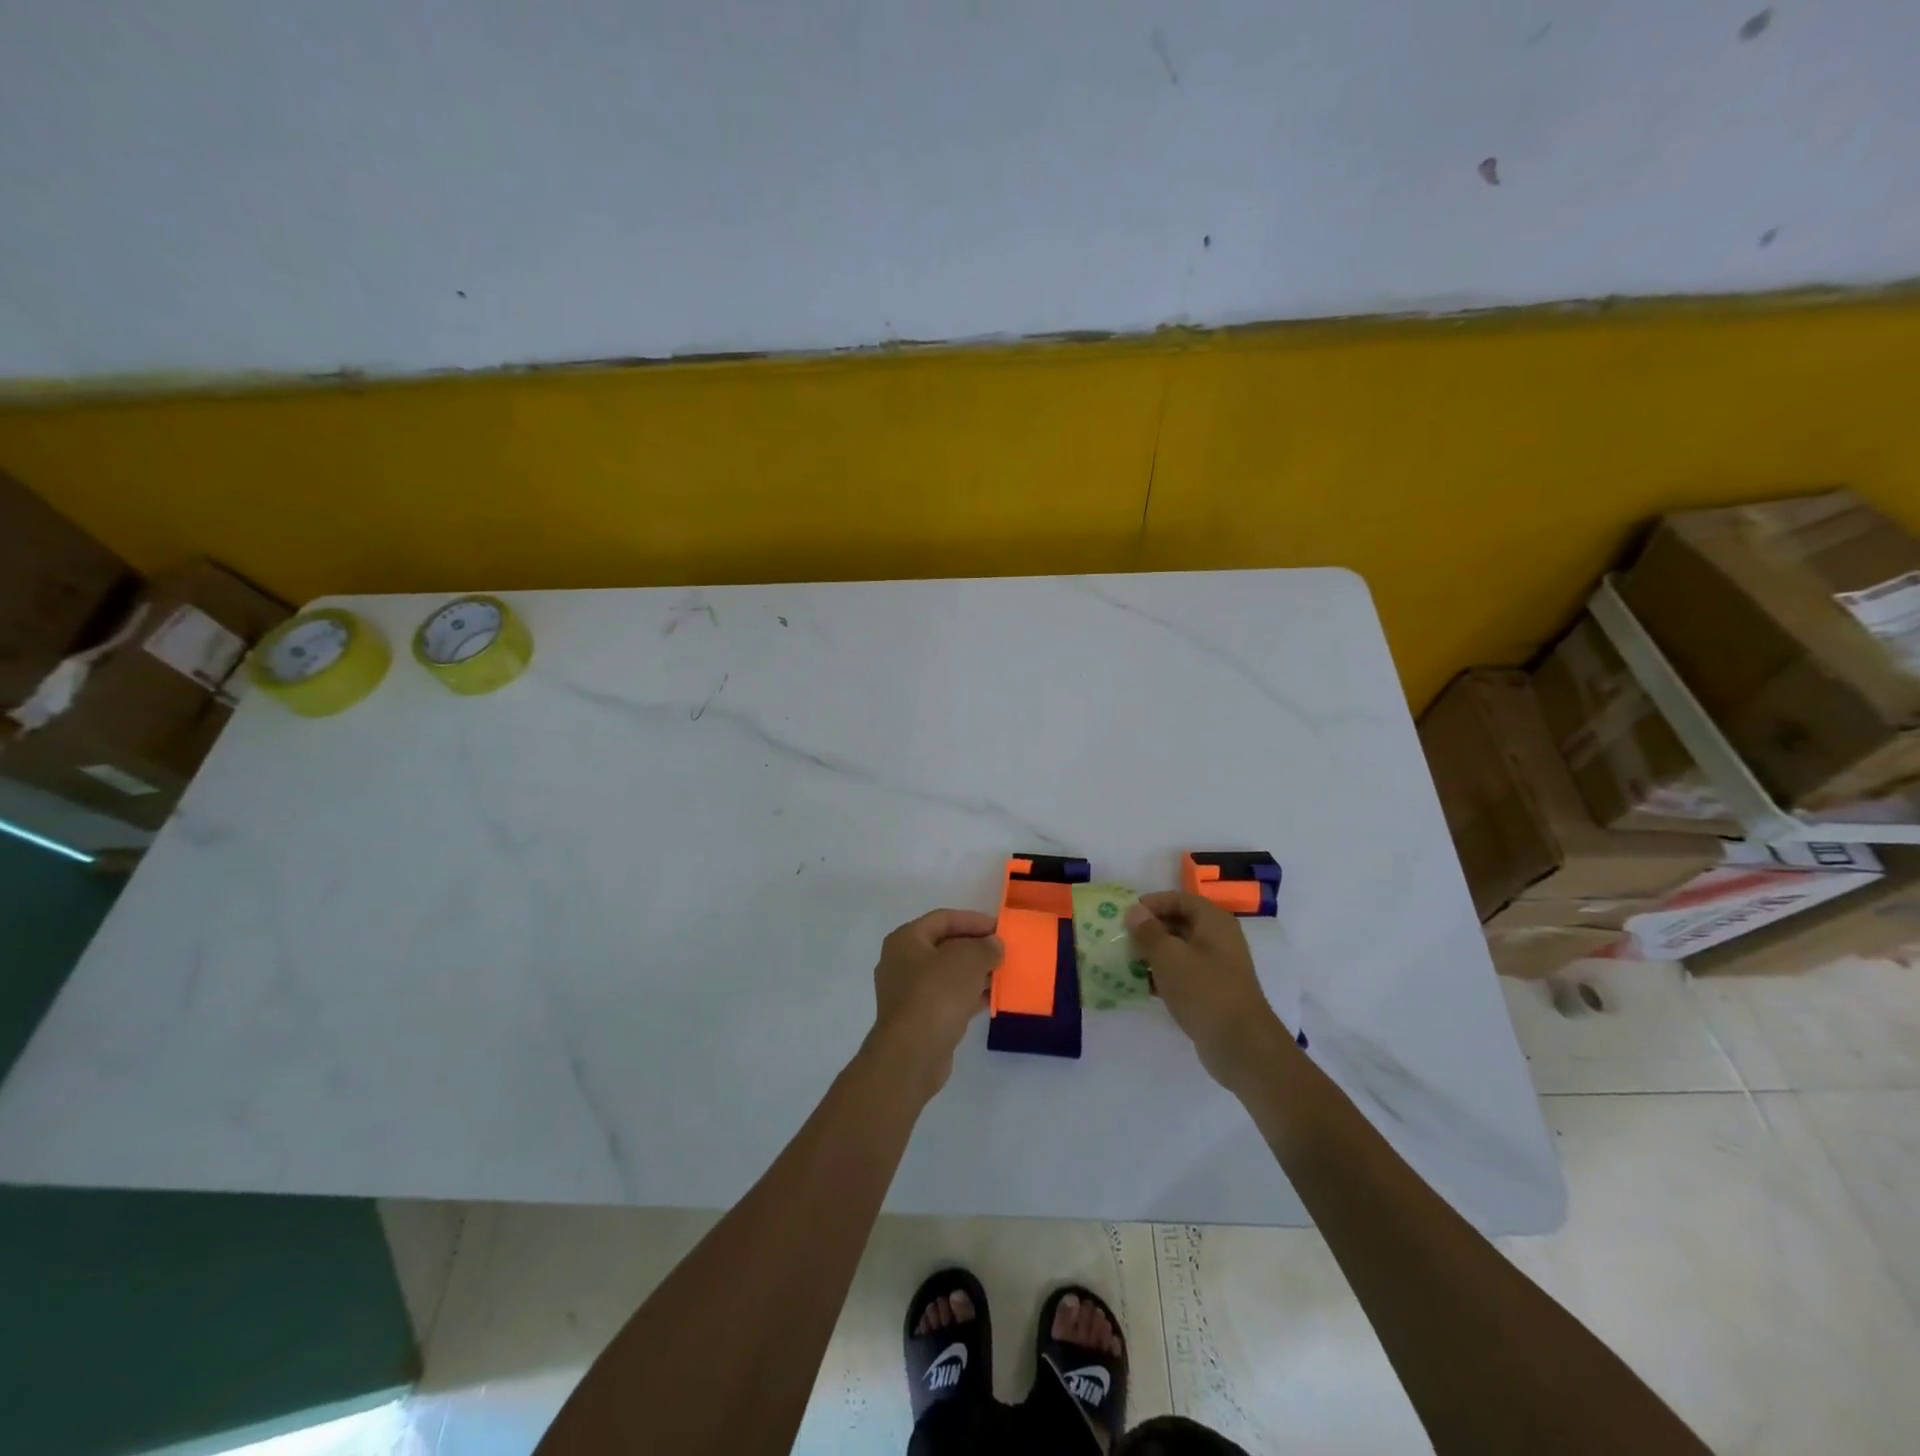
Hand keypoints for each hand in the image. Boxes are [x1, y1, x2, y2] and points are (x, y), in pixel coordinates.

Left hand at [866, 909, 1002, 1098]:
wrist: (912, 1054)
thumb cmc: (936, 995)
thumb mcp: (968, 961)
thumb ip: (985, 947)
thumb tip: (994, 944)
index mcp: (906, 939)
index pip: (943, 919)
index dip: (973, 921)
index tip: (1001, 929)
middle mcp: (902, 962)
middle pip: (945, 946)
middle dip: (976, 948)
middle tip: (1004, 952)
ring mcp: (909, 992)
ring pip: (948, 974)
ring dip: (975, 973)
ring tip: (1004, 974)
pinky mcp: (919, 1018)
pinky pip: (948, 998)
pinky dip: (969, 995)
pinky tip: (993, 999)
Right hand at [1126, 892, 1292, 1089]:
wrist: (1240, 1045)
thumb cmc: (1203, 990)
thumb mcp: (1169, 957)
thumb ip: (1148, 932)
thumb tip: (1134, 911)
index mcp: (1214, 922)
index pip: (1180, 900)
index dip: (1153, 903)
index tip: (1127, 914)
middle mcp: (1218, 939)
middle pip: (1180, 923)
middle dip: (1150, 929)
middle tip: (1123, 938)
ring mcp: (1217, 967)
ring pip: (1179, 950)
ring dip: (1154, 954)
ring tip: (1126, 961)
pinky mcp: (1212, 992)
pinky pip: (1183, 974)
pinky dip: (1163, 975)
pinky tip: (1140, 985)